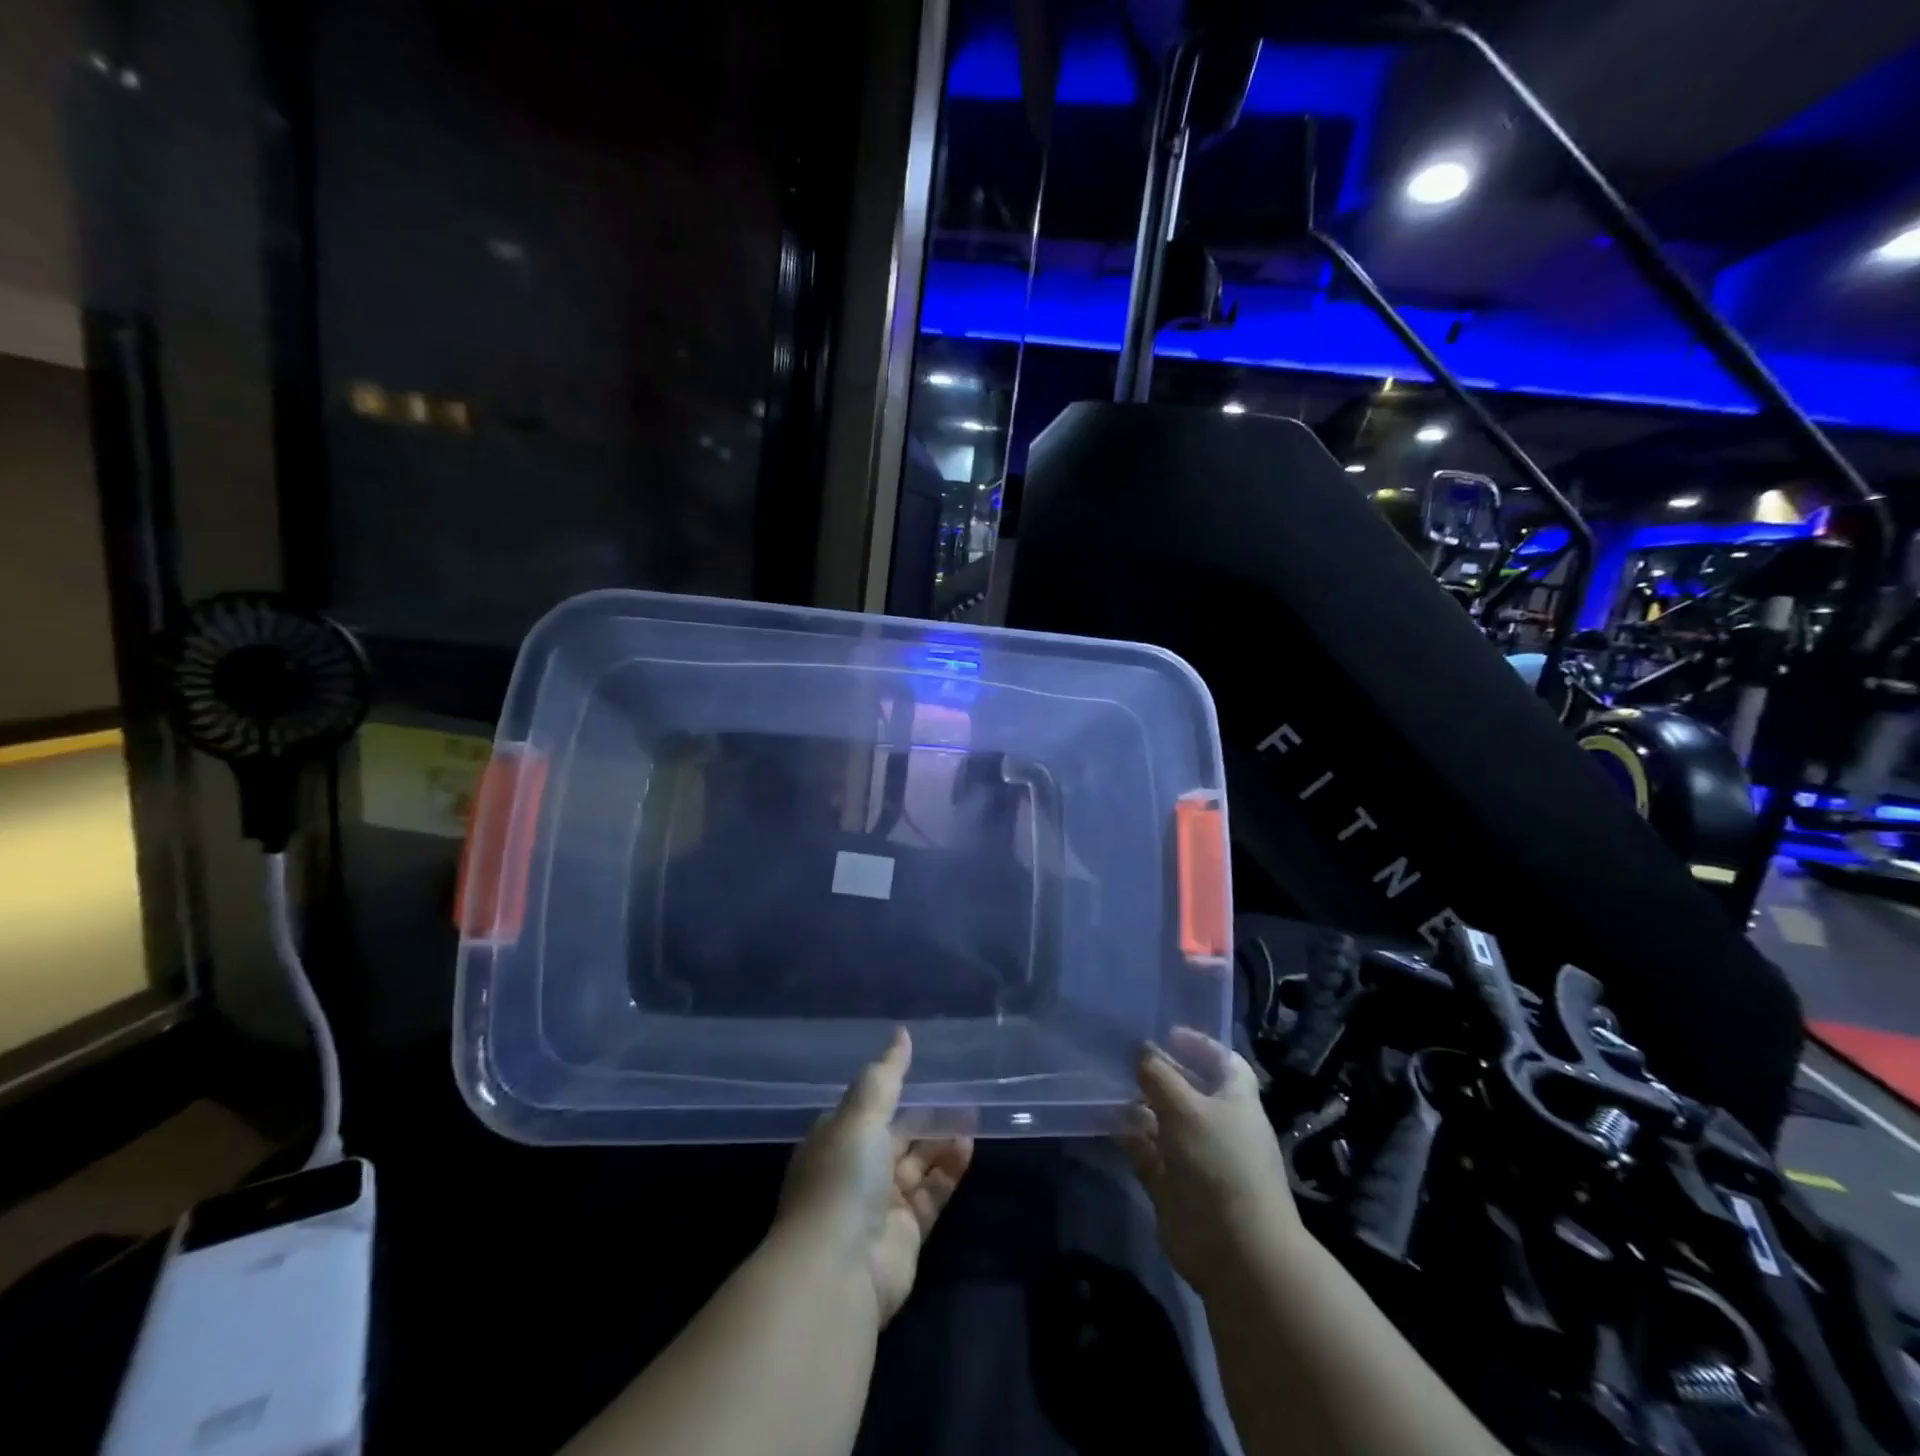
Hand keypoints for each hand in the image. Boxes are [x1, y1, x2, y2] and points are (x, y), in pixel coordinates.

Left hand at [777, 1029, 973, 1325]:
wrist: (838, 1271)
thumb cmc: (842, 1179)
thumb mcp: (861, 1115)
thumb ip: (886, 1075)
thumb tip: (902, 1033)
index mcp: (834, 1141)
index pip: (864, 1109)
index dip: (890, 1091)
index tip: (921, 1070)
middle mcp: (854, 1171)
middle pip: (894, 1137)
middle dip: (923, 1117)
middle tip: (958, 1095)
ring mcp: (879, 1206)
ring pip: (916, 1164)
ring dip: (940, 1142)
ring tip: (970, 1118)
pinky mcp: (906, 1234)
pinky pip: (931, 1193)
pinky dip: (948, 1171)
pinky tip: (967, 1148)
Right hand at [1120, 1030, 1301, 1293]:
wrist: (1236, 1250)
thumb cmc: (1221, 1162)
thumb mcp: (1186, 1107)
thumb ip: (1159, 1075)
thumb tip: (1140, 1050)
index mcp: (1237, 1100)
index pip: (1223, 1061)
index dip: (1199, 1045)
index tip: (1167, 1033)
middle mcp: (1217, 1124)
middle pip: (1187, 1089)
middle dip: (1158, 1072)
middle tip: (1121, 1052)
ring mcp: (1194, 1155)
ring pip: (1162, 1119)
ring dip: (1137, 1103)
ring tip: (1105, 1080)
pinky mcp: (1172, 1183)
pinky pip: (1145, 1149)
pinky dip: (1127, 1135)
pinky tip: (1104, 1118)